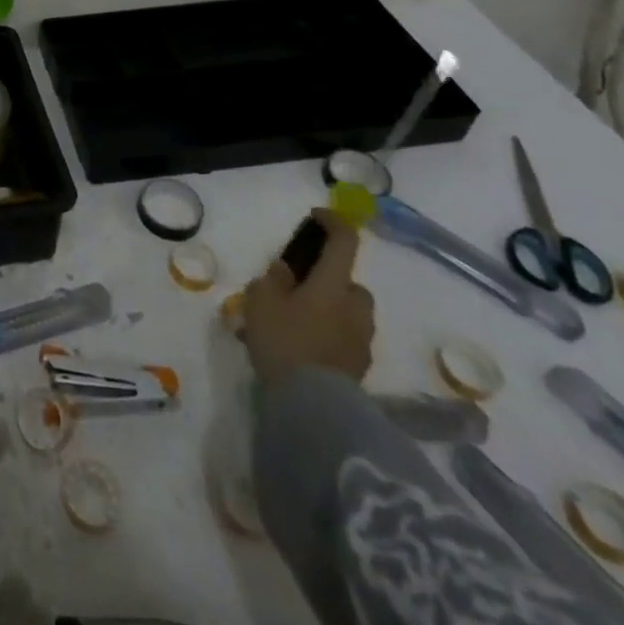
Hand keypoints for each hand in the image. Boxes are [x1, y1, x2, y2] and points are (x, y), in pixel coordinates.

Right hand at [242, 209, 375, 385]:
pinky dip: (331, 335)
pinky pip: (346, 338)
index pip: (344, 242)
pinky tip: (304, 347)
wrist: (313, 408)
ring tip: (298, 322)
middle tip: (299, 288)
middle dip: (329, 281)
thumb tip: (287, 271)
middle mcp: (355, 308)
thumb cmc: (284, 341)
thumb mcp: (262, 300)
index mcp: (333, 284)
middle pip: (349, 283)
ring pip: (350, 313)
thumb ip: (273, 280)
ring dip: (331, 310)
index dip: (333, 223)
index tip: (317, 217)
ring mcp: (362, 340)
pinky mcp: (360, 367)